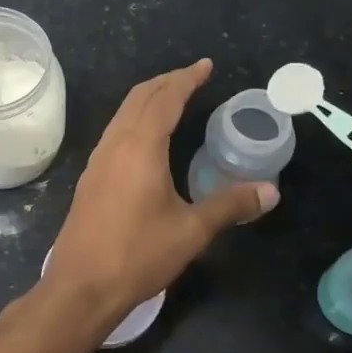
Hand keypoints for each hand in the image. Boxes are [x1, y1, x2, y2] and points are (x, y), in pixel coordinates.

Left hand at [46, 59, 276, 323]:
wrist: (81, 286)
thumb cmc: (138, 255)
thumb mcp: (191, 231)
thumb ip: (230, 205)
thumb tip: (270, 191)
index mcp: (140, 147)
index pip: (165, 99)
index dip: (186, 79)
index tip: (205, 66)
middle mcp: (115, 145)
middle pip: (139, 98)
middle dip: (166, 82)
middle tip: (192, 76)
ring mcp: (98, 161)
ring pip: (122, 114)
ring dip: (147, 99)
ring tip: (172, 98)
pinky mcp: (90, 178)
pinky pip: (114, 132)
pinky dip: (134, 119)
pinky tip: (145, 138)